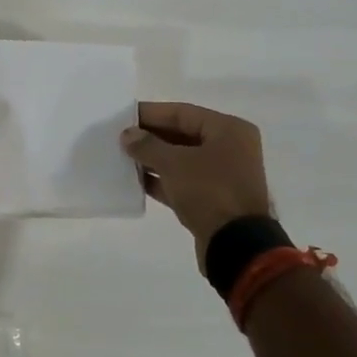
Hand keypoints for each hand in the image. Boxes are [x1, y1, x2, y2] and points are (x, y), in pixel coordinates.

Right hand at [121, 102, 271, 263]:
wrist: (236, 244)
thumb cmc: (209, 191)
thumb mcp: (174, 163)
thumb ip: (147, 146)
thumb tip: (127, 135)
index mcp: (228, 130)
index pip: (182, 113)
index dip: (151, 113)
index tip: (123, 116)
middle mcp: (229, 148)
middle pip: (182, 135)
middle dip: (150, 137)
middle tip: (119, 138)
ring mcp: (222, 175)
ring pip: (181, 160)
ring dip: (153, 159)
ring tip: (122, 158)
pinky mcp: (213, 199)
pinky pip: (182, 182)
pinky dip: (161, 180)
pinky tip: (135, 181)